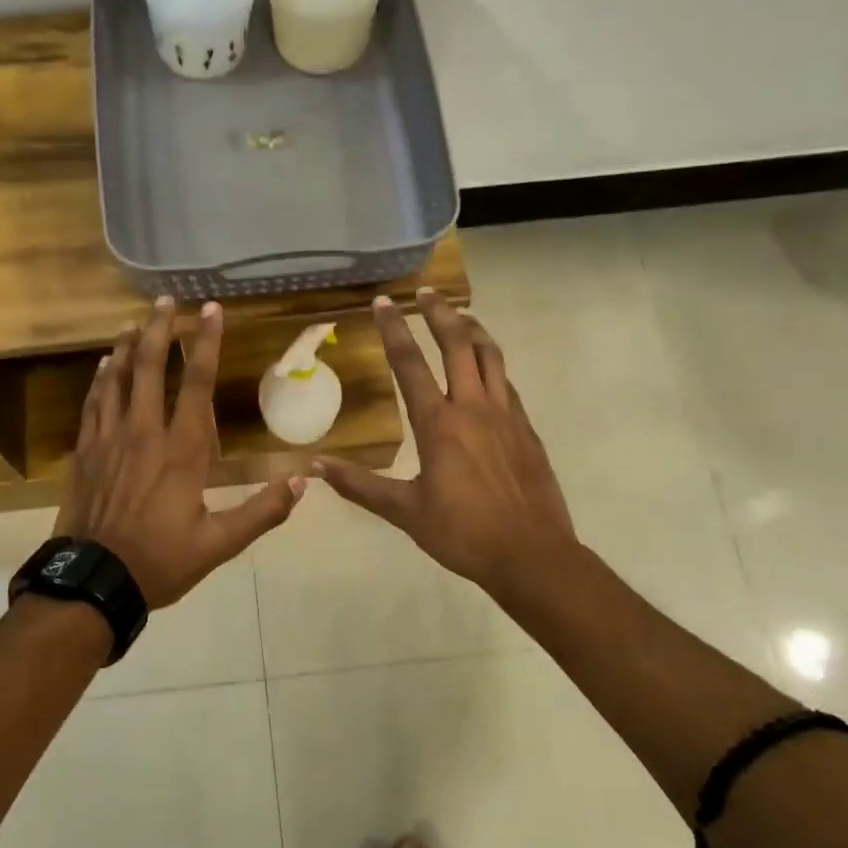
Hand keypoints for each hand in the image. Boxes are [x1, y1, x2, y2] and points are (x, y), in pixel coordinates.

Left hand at [55, 297, 304, 607]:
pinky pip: (93, 403)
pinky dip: (101, 379)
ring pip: (118, 379)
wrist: (93, 581)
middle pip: (151, 368)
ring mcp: (109, 440)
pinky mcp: (85, 452)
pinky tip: (105, 365)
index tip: (212, 310)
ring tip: (136, 322)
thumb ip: (262, 512)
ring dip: (129, 347)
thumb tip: (302, 481)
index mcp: (182, 452)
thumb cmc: (160, 561)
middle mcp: (144, 433)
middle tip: (166, 301)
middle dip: (160, 330)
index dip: (207, 343)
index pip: (198, 385)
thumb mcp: (220, 545)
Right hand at [316, 290, 576, 597]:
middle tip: (424, 293)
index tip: (382, 303)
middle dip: (439, 313)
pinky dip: (492, 363)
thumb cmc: (463, 533)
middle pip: (457, 344)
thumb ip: (360, 486)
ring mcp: (505, 415)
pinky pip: (506, 382)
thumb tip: (316, 466)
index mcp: (438, 424)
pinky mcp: (526, 428)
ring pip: (491, 355)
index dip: (393, 331)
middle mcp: (473, 408)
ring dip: (473, 329)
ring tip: (459, 315)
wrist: (532, 554)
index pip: (410, 364)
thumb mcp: (405, 512)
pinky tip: (486, 369)